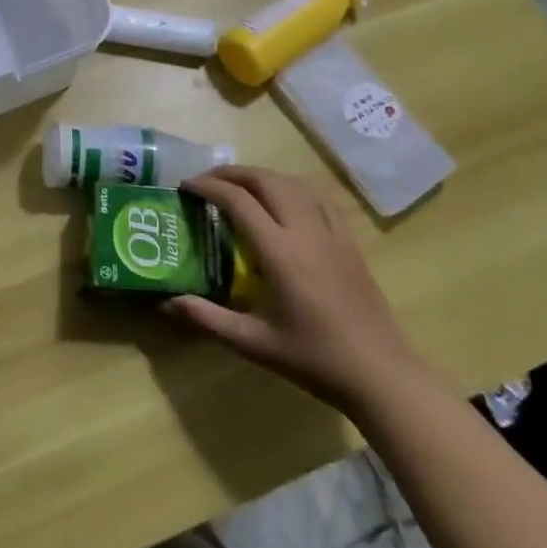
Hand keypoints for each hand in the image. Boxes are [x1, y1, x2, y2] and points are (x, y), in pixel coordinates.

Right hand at [168, 166, 420, 414]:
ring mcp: (332, 233)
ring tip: (239, 186)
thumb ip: (206, 318)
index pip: (238, 201)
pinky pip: (318, 198)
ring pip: (293, 183)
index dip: (208, 187)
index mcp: (280, 252)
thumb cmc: (313, 359)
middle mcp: (305, 232)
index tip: (186, 186)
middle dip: (232, 173)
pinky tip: (283, 200)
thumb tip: (165, 303)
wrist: (380, 374)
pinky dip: (292, 188)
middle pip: (266, 180)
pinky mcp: (349, 241)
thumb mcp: (253, 342)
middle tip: (207, 181)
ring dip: (261, 176)